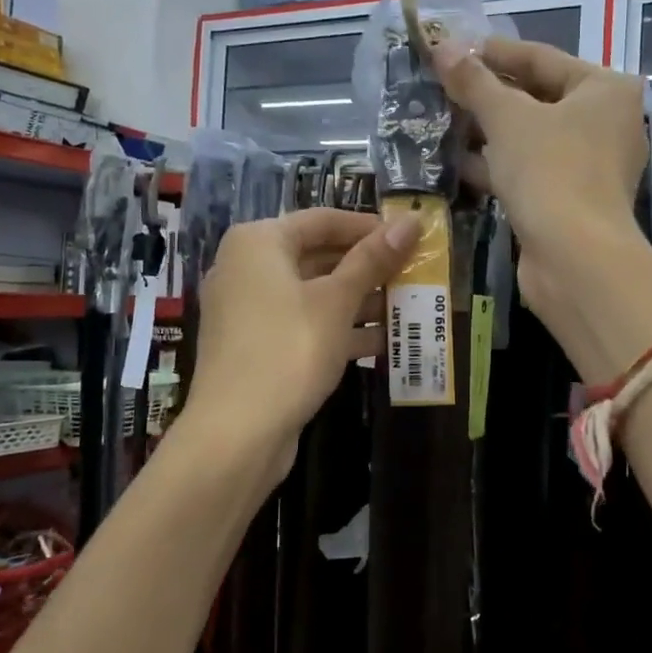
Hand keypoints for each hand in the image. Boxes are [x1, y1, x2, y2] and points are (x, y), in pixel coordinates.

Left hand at [185, 208, 416, 470]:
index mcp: (259, 243)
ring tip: (407, 305)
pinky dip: (339, 328)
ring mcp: (249, 310)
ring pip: (314, 293)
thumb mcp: (337, 300)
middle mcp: (247, 268)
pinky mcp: (257, 345)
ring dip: (359, 300)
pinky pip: (304, 323)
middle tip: (413, 272)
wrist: (237, 432)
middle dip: (368, 267)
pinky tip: (382, 341)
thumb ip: (374, 259)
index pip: (323, 220)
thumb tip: (412, 220)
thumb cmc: (289, 349)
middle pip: (318, 256)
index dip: (369, 227)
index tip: (410, 238)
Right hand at [431, 34, 649, 339]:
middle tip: (444, 86)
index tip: (453, 49)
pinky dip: (500, 165)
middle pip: (539, 98)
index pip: (542, 58)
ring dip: (490, 132)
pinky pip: (532, 171)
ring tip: (443, 121)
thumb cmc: (550, 170)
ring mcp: (592, 166)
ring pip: (533, 138)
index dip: (494, 52)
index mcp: (606, 90)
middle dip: (489, 96)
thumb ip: (474, 82)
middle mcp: (607, 124)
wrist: (574, 258)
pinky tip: (459, 163)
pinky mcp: (573, 201)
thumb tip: (442, 46)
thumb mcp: (507, 118)